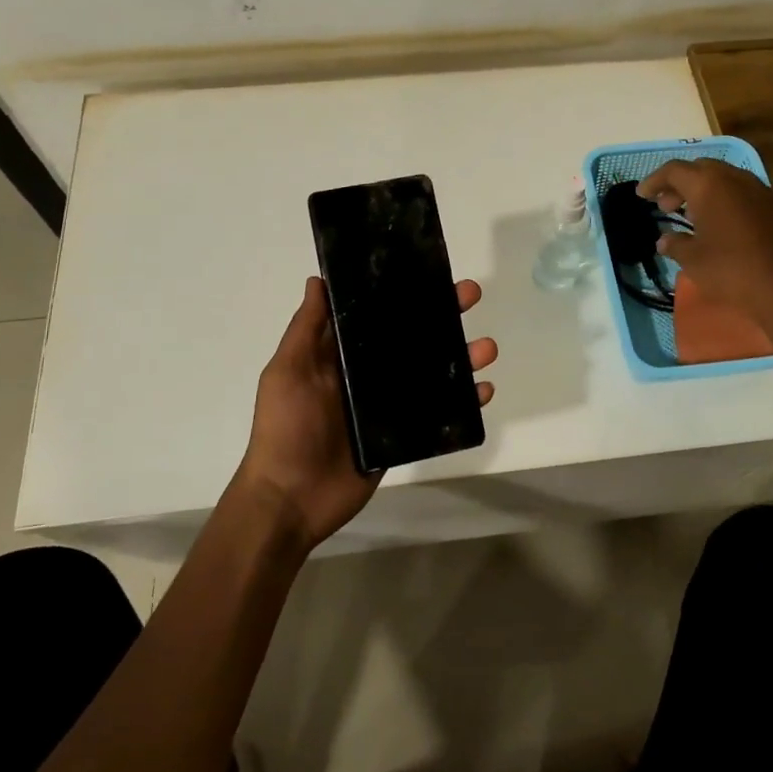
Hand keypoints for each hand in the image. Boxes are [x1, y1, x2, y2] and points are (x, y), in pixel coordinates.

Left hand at [233, 276, 497, 550]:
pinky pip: (438, 413)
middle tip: (470, 296)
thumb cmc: (285, 429)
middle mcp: (367, 374)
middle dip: (443, 316)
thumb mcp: (288, 371)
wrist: (291, 499)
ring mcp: (387, 405)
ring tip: (487, 348)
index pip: (377, 315)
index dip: (403, 293)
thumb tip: (319, 280)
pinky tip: (483, 390)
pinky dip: (463, 401)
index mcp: (340, 355)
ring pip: (432, 373)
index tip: (430, 271)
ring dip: (462, 358)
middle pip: (412, 338)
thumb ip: (306, 328)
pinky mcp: (402, 435)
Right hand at [637, 159, 772, 329]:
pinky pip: (745, 194)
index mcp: (710, 186)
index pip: (674, 171)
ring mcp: (762, 191)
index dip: (654, 181)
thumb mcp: (693, 260)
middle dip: (680, 184)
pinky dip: (727, 202)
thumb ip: (675, 244)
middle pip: (701, 169)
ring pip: (726, 179)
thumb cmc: (731, 271)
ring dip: (705, 192)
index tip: (642, 195)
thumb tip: (665, 240)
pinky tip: (723, 226)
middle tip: (666, 206)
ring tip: (693, 216)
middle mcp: (736, 179)